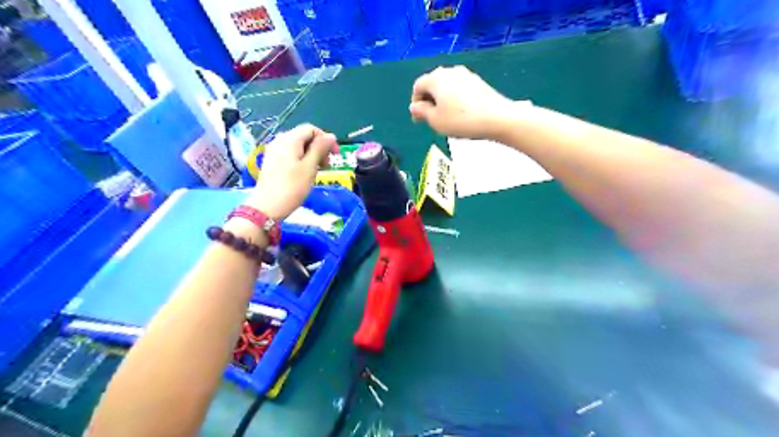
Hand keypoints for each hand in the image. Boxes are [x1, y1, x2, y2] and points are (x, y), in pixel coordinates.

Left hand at [245, 124, 337, 219]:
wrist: (268, 207)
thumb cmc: (292, 187)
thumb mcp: (310, 167)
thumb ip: (320, 149)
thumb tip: (331, 135)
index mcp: (290, 139)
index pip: (311, 129)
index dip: (326, 139)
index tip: (335, 155)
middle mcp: (280, 141)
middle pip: (304, 137)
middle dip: (319, 148)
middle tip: (327, 166)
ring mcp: (274, 151)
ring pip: (298, 146)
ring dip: (312, 155)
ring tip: (317, 171)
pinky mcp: (272, 162)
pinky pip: (291, 154)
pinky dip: (302, 160)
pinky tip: (305, 174)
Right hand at [410, 65, 518, 138]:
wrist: (496, 118)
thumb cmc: (460, 120)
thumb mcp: (435, 121)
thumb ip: (421, 112)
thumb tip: (414, 106)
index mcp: (436, 78)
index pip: (418, 86)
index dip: (415, 103)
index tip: (419, 120)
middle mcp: (450, 71)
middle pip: (432, 84)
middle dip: (429, 101)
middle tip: (431, 119)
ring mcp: (466, 74)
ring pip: (446, 86)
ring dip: (442, 100)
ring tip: (446, 118)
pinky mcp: (478, 81)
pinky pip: (459, 89)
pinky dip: (455, 99)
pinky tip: (461, 114)